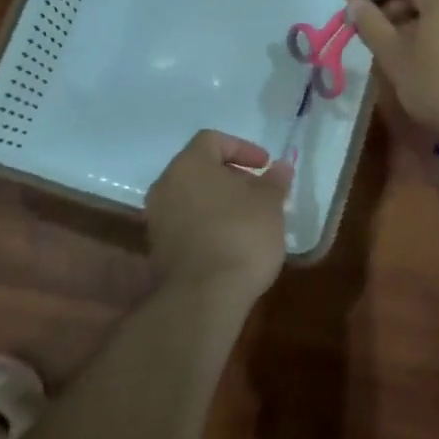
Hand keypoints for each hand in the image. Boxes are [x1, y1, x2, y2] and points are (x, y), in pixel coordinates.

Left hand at [145, 130, 292, 297]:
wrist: (203, 298)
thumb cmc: (240, 236)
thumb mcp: (269, 204)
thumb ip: (274, 181)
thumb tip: (281, 166)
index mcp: (189, 164)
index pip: (213, 140)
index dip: (242, 148)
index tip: (265, 166)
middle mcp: (166, 185)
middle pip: (199, 168)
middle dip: (231, 176)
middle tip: (259, 192)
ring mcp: (157, 218)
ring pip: (191, 196)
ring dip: (218, 201)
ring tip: (248, 219)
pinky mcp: (157, 248)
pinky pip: (185, 222)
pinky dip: (206, 223)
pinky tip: (230, 242)